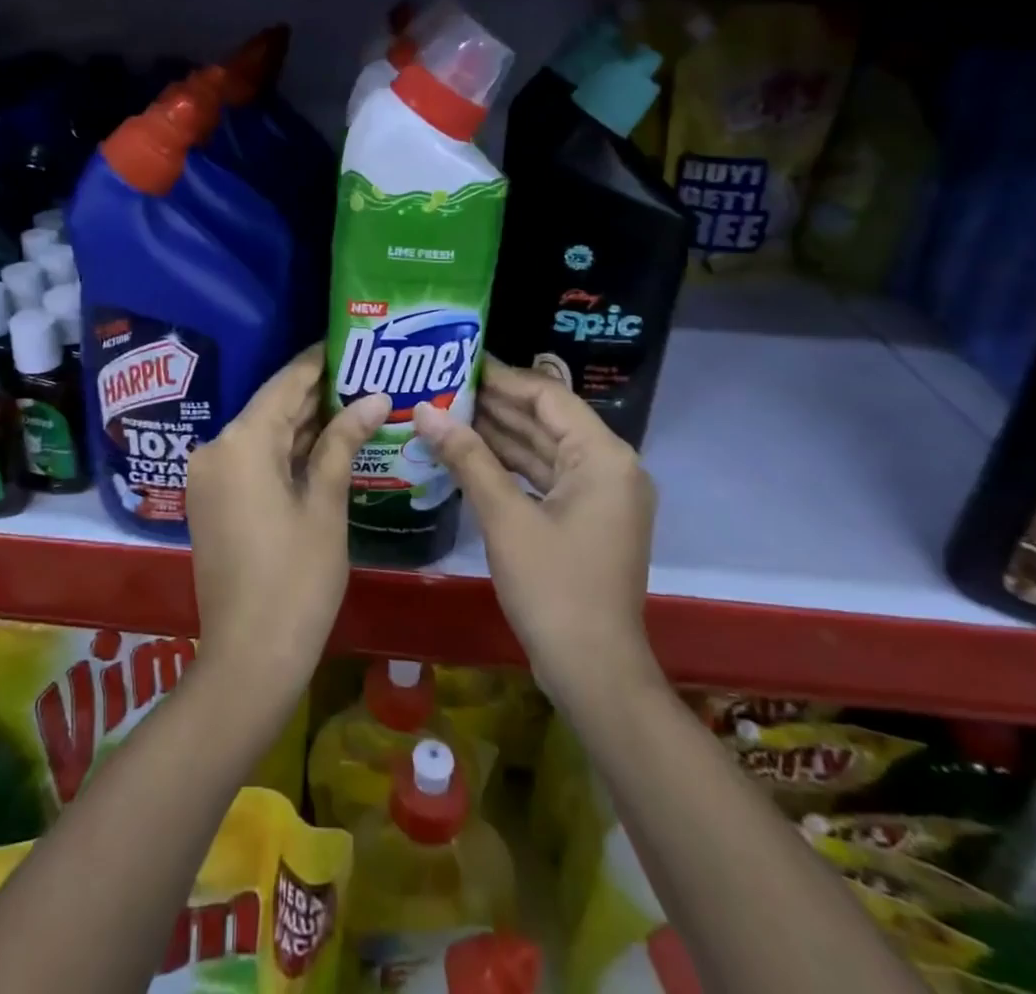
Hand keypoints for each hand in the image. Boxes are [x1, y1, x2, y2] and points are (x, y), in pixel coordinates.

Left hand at [184, 344, 390, 697]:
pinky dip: (287, 451)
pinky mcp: (214, 500)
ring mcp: (210, 477)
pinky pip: (253, 460)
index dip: (317, 362)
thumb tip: (375, 398)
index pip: (285, 384)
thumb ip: (344, 442)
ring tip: (355, 401)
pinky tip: (326, 443)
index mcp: (241, 443)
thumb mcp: (326, 505)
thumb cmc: (297, 579)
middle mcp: (216, 449)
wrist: (249, 657)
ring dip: (305, 423)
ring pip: (264, 434)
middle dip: (317, 393)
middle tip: (364, 372)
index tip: (349, 341)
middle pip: (272, 407)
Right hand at [413, 360, 659, 701]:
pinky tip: (470, 456)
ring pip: (545, 450)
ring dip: (501, 435)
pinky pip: (547, 478)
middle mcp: (610, 467)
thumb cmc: (553, 587)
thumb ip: (467, 457)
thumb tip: (425, 412)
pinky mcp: (588, 519)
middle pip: (548, 421)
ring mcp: (601, 496)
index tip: (459, 363)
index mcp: (603, 456)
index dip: (503, 378)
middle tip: (444, 387)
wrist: (593, 671)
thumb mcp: (505, 517)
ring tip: (448, 414)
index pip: (549, 396)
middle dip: (496, 406)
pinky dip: (512, 467)